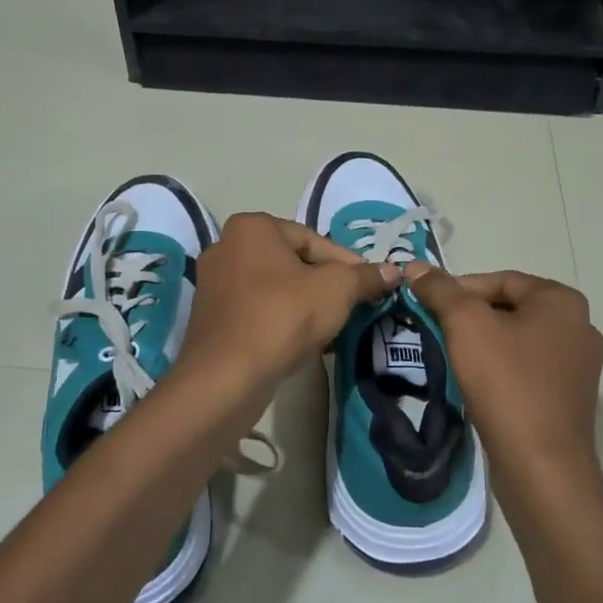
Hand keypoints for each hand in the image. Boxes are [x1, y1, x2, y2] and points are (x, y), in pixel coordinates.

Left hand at [176, 212, 399, 401]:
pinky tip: (299, 342)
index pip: (313, 239)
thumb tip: (393, 271)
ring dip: (303, 303)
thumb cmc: (283, 316)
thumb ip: (364, 277)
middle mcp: (226, 246)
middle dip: (323, 284)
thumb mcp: (336, 290)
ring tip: (329, 327)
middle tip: (350, 306)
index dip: (346, 264)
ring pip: (273, 287)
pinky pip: (255, 310)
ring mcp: (213, 283)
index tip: (368, 287)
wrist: (227, 375)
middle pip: (291, 262)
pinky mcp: (209, 317)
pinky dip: (279, 320)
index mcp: (252, 227)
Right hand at [404, 266, 602, 504]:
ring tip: (451, 357)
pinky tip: (477, 385)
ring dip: (483, 344)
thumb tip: (415, 265)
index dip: (458, 289)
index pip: (500, 280)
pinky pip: (528, 370)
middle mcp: (580, 327)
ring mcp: (579, 366)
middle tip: (436, 331)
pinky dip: (501, 370)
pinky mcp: (570, 398)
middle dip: (470, 317)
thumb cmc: (507, 383)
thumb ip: (440, 290)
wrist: (542, 467)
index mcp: (563, 302)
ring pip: (517, 340)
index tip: (427, 306)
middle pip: (510, 309)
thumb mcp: (466, 325)